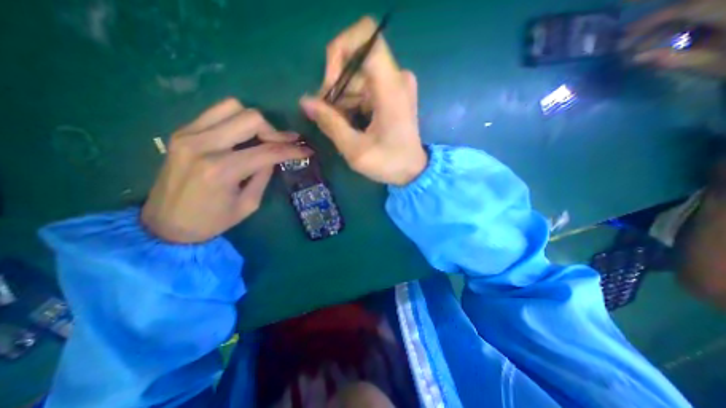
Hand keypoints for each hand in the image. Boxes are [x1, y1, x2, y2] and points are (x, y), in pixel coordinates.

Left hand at [142, 100, 311, 242]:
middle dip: (274, 131)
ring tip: (263, 138)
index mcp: (222, 170)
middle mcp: (204, 145)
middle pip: (251, 119)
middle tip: (284, 144)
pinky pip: (216, 112)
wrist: (164, 225)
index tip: (307, 149)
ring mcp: (188, 134)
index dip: (292, 149)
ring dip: (255, 122)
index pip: (268, 151)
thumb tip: (275, 156)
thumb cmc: (212, 221)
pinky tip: (242, 135)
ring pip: (233, 107)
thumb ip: (263, 175)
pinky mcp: (181, 132)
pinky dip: (236, 120)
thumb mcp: (248, 204)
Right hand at [300, 16, 425, 186]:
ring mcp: (396, 85)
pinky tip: (350, 124)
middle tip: (327, 117)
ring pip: (357, 78)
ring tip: (340, 126)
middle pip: (355, 64)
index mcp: (391, 87)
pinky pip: (364, 89)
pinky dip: (352, 104)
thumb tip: (305, 102)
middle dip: (335, 88)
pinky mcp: (393, 93)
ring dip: (342, 100)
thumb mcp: (355, 150)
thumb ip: (330, 124)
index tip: (329, 85)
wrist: (412, 170)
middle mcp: (396, 78)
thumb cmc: (389, 163)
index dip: (339, 51)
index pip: (365, 37)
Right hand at [623, 0, 725, 74]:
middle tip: (626, 46)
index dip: (647, 23)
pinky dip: (688, 30)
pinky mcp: (721, 24)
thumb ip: (671, 59)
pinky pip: (706, 18)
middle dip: (655, 27)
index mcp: (723, 10)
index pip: (681, 10)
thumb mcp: (710, 64)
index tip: (621, 38)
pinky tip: (672, 45)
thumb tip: (634, 59)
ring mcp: (724, 14)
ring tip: (643, 50)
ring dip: (669, 30)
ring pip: (697, 14)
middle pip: (689, 8)